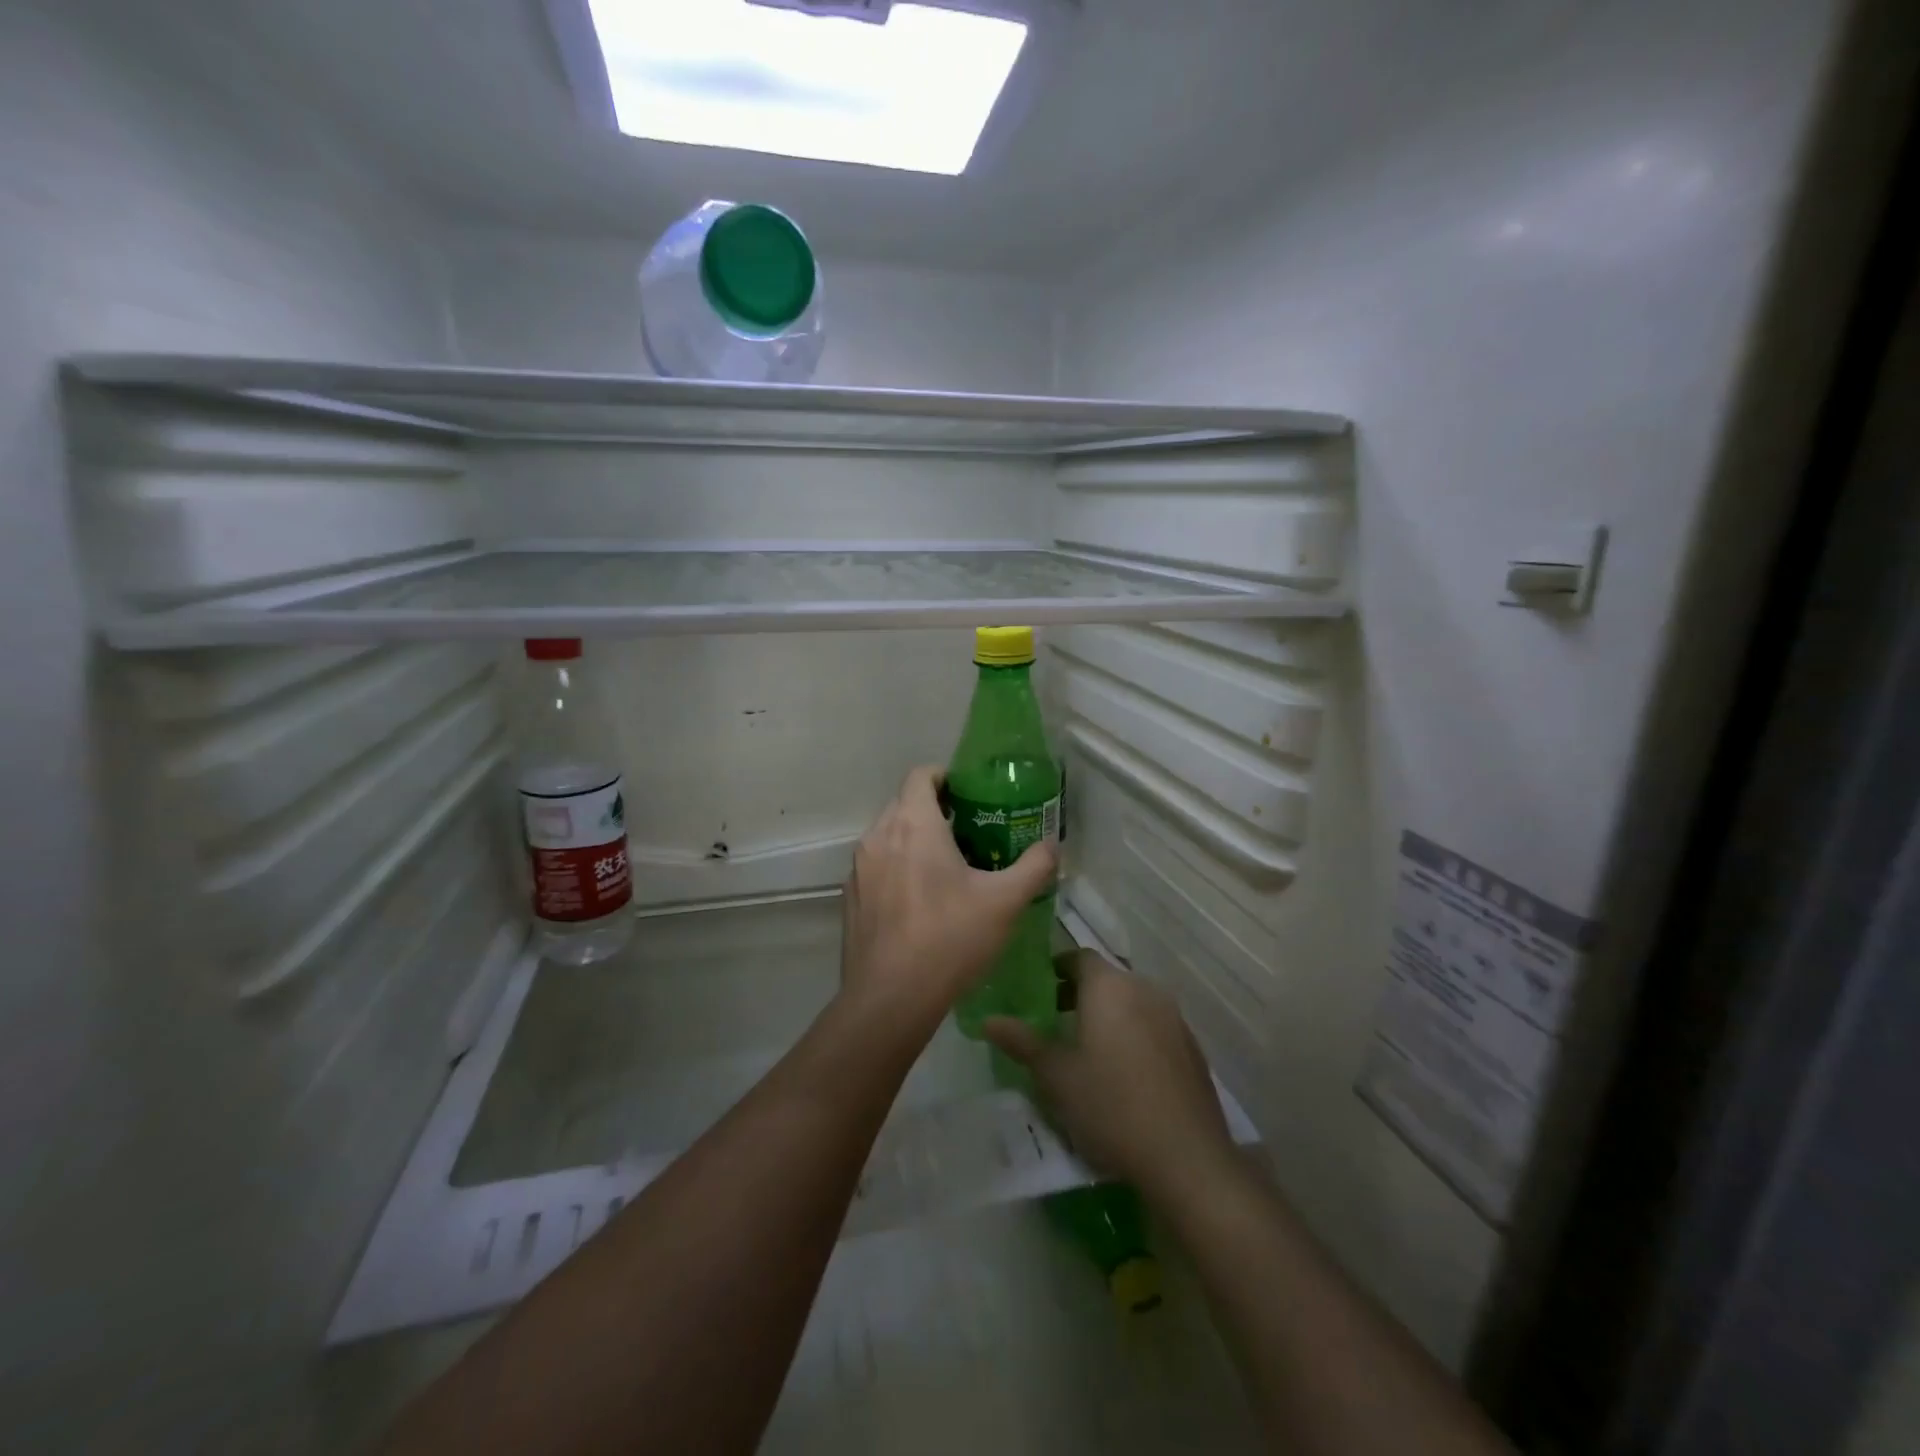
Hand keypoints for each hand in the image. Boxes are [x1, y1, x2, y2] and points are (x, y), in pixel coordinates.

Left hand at [840, 765, 1057, 1029]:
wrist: (890, 998)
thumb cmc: (950, 938)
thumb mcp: (1005, 903)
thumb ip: (1034, 867)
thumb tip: (1052, 846)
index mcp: (913, 824)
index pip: (921, 775)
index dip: (945, 777)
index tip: (969, 796)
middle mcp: (878, 836)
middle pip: (904, 804)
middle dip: (934, 810)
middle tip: (968, 834)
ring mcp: (859, 868)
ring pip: (888, 836)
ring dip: (913, 840)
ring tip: (946, 868)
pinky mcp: (851, 897)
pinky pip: (876, 867)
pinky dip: (896, 869)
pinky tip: (919, 902)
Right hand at [985, 951, 1236, 1198]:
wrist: (1186, 1158)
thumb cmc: (1110, 1106)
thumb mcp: (1056, 1076)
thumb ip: (1022, 1042)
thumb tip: (988, 1020)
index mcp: (1110, 987)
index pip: (1080, 957)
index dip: (1058, 967)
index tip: (1039, 988)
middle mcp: (1145, 990)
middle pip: (1107, 979)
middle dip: (1080, 994)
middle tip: (1054, 1019)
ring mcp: (1174, 1019)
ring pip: (1132, 1003)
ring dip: (1109, 1015)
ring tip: (1086, 1049)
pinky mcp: (1192, 1048)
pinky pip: (1154, 1027)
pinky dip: (1134, 1035)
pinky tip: (1124, 1074)